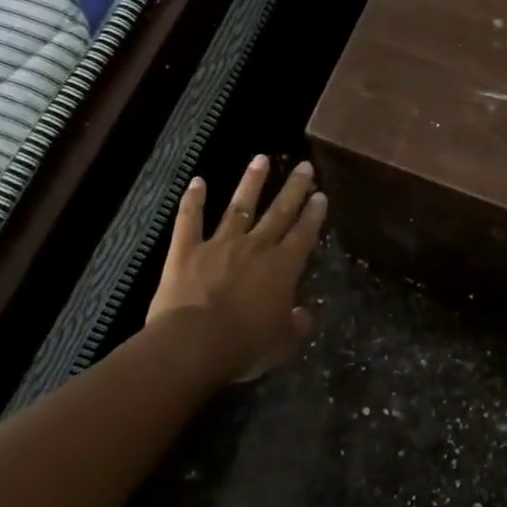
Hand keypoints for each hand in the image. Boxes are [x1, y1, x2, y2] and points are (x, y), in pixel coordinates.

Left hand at [147, 155, 326, 384]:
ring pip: (239, 207)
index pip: (304, 234)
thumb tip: (304, 313)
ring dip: (251, 183)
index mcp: (283, 267)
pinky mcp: (186, 251)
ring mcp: (219, 245)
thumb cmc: (244, 346)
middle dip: (293, 188)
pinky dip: (193, 200)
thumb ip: (297, 325)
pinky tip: (197, 181)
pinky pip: (190, 221)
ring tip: (260, 159)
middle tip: (304, 166)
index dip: (314, 214)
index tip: (320, 195)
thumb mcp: (283, 343)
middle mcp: (255, 247)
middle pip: (278, 212)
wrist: (193, 345)